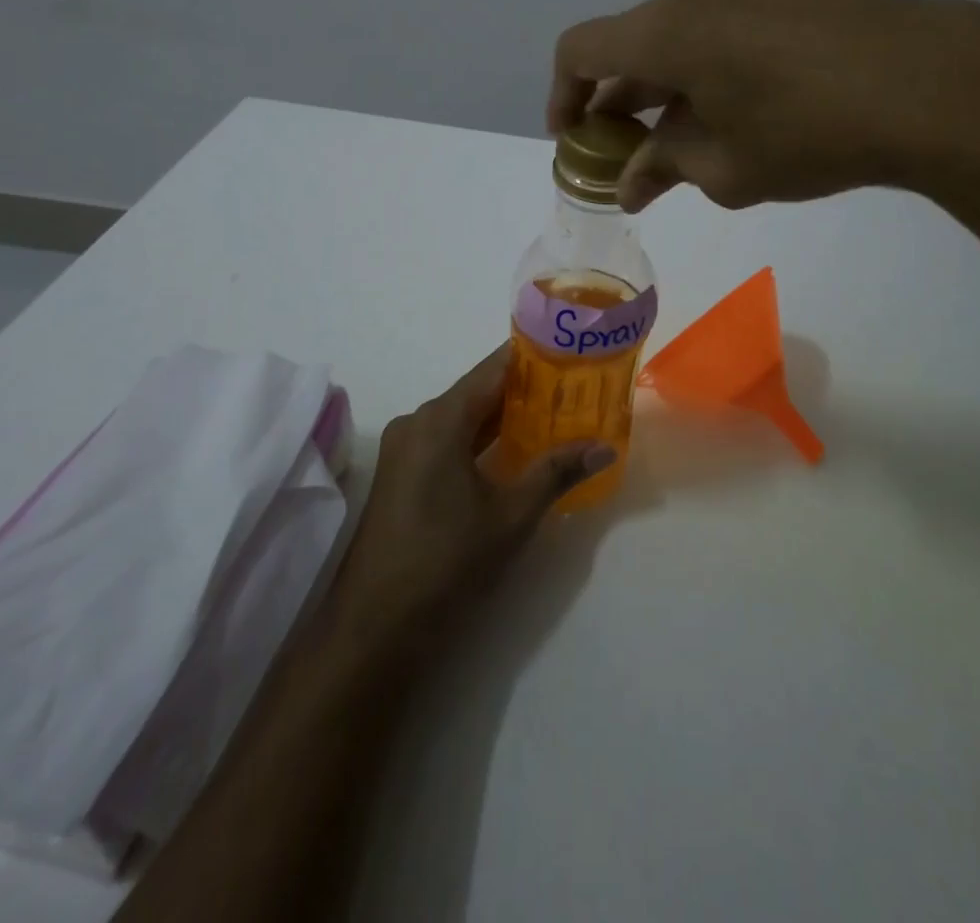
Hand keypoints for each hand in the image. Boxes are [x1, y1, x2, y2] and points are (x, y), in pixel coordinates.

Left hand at [328, 346, 614, 653]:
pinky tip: (517, 450)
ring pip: (464, 417)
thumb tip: (605, 447)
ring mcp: (406, 449)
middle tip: (576, 387)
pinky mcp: (403, 475)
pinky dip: (483, 440)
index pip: (494, 368)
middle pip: (479, 391)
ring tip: (557, 414)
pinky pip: (449, 440)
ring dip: (506, 417)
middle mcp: (418, 422)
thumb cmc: (446, 561)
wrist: (375, 628)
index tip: (573, 352)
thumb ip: (557, 472)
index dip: (534, 357)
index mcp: (440, 419)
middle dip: (527, 389)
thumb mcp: (511, 515)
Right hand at [549, 0, 979, 211]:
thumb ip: (665, 168)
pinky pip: (721, 32)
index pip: (581, 50)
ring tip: (684, 146)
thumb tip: (630, 184)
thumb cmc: (809, 132)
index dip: (564, 95)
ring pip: (678, 40)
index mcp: (665, 31)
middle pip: (630, 46)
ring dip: (666, 90)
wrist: (932, 83)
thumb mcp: (726, 168)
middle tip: (628, 156)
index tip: (574, 139)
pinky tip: (736, 117)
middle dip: (620, 103)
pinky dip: (706, 73)